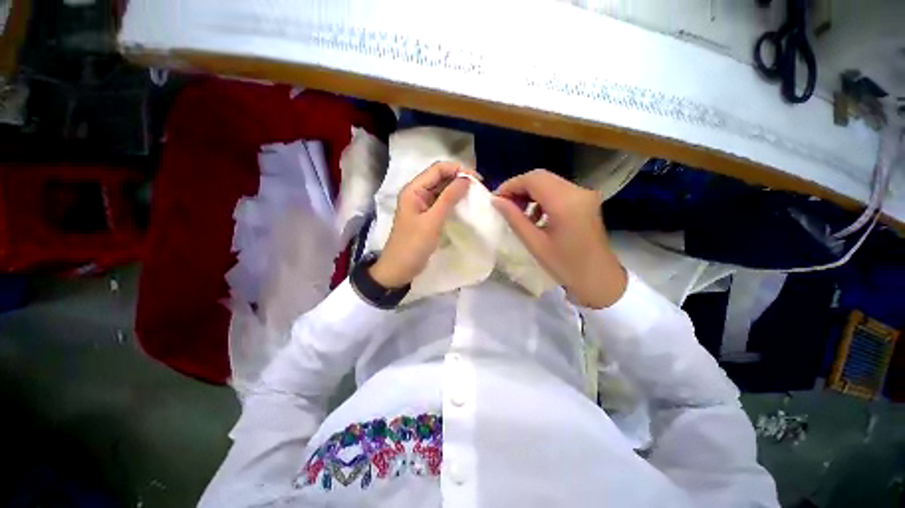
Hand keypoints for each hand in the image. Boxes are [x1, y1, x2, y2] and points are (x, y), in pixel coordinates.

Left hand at [370, 162, 478, 287]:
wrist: (399, 270)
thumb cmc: (413, 245)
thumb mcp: (432, 221)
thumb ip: (448, 198)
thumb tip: (466, 179)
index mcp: (413, 190)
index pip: (437, 169)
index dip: (458, 169)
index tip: (477, 179)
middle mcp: (417, 193)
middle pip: (440, 178)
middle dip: (459, 179)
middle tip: (479, 188)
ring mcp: (422, 205)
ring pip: (442, 190)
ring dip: (458, 191)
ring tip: (475, 195)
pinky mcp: (427, 216)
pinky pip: (442, 203)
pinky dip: (453, 202)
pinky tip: (465, 205)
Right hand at [492, 169, 626, 307]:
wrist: (599, 279)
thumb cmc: (565, 265)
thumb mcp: (534, 243)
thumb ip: (514, 218)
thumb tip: (496, 201)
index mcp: (565, 202)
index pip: (533, 179)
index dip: (511, 185)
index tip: (496, 199)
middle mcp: (577, 191)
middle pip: (541, 177)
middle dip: (519, 188)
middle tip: (504, 205)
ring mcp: (584, 194)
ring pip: (549, 182)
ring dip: (530, 193)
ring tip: (518, 212)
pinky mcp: (586, 200)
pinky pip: (558, 190)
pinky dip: (542, 198)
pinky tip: (535, 216)